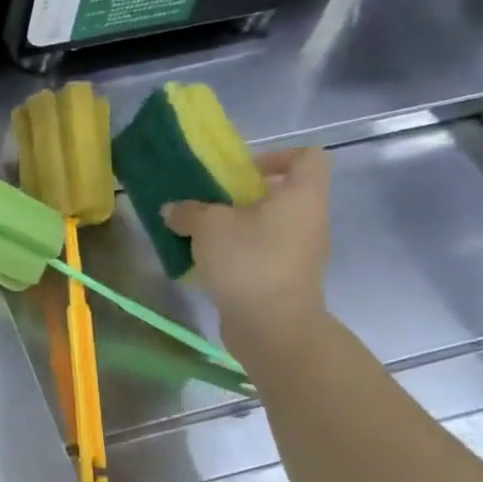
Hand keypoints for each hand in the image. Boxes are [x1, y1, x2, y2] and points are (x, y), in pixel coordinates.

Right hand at [164, 147, 331, 344]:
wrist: (272, 325)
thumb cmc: (248, 259)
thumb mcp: (207, 226)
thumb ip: (188, 211)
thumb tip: (173, 210)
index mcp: (301, 196)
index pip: (307, 158)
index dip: (277, 156)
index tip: (242, 171)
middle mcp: (309, 220)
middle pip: (283, 194)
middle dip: (244, 196)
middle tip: (211, 203)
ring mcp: (301, 253)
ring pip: (270, 226)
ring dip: (238, 226)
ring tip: (203, 234)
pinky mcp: (287, 279)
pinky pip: (263, 253)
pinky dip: (239, 253)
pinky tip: (208, 262)